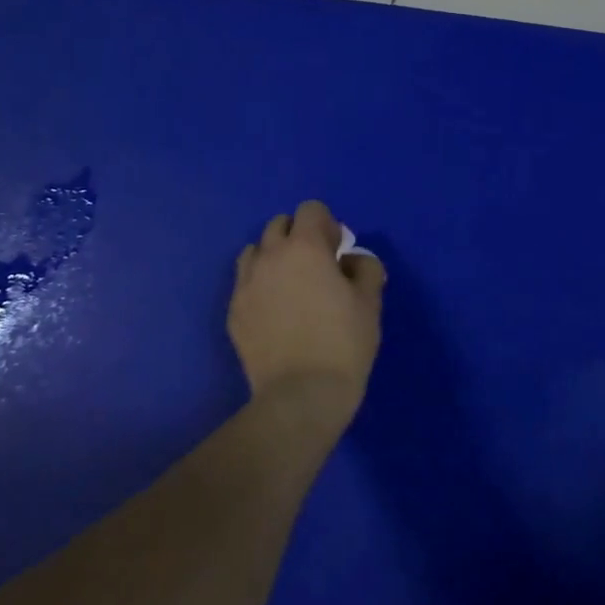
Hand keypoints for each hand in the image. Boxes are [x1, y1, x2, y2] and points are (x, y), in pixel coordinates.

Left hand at [228, 200, 385, 422]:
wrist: (301, 395)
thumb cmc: (343, 343)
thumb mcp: (370, 302)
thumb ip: (365, 267)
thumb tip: (351, 260)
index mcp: (304, 247)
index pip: (310, 210)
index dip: (327, 225)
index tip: (338, 250)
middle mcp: (269, 257)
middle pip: (278, 225)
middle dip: (298, 236)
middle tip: (317, 266)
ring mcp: (245, 285)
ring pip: (255, 251)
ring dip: (273, 257)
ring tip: (290, 286)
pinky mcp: (233, 312)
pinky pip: (245, 284)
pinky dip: (259, 286)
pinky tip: (275, 312)